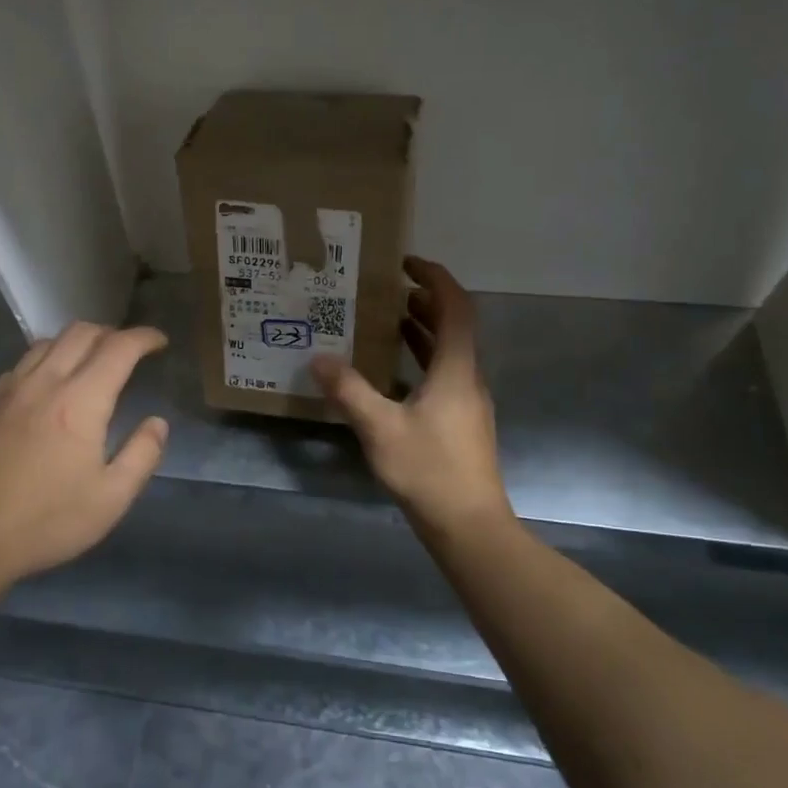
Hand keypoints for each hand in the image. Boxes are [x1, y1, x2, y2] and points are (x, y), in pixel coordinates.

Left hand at [0, 323, 169, 585]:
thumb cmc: (46, 520)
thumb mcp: (111, 498)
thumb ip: (142, 455)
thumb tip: (157, 423)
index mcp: (81, 401)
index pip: (118, 348)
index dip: (144, 338)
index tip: (160, 342)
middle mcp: (45, 382)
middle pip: (81, 333)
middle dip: (112, 332)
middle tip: (130, 350)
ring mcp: (10, 389)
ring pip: (48, 342)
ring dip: (77, 341)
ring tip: (92, 360)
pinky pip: (23, 362)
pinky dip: (47, 357)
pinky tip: (50, 383)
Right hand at [311, 257, 512, 542]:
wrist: (468, 524)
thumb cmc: (429, 470)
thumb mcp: (380, 428)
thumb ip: (349, 390)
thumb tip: (319, 358)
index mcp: (456, 369)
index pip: (455, 307)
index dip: (435, 278)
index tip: (406, 263)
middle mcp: (467, 378)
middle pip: (454, 326)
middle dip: (425, 301)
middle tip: (389, 290)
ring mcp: (467, 402)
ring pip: (448, 352)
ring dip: (423, 330)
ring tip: (388, 319)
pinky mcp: (460, 422)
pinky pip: (442, 375)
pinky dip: (421, 360)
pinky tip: (392, 373)